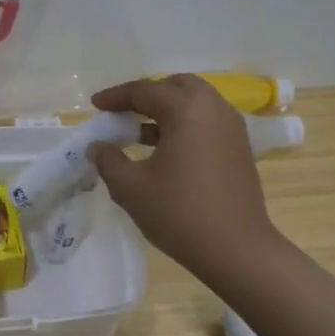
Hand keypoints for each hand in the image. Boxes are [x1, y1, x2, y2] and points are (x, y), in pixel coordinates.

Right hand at [87, 75, 280, 284]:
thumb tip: (97, 146)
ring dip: (167, 110)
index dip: (116, 97)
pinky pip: (207, 122)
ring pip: (195, 103)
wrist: (236, 249)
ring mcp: (231, 128)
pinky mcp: (239, 148)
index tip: (95, 106)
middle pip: (176, 86)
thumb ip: (109, 160)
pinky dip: (184, 125)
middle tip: (123, 113)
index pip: (145, 90)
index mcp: (186, 110)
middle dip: (147, 95)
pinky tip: (165, 151)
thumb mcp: (131, 187)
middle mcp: (213, 109)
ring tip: (140, 133)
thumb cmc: (179, 213)